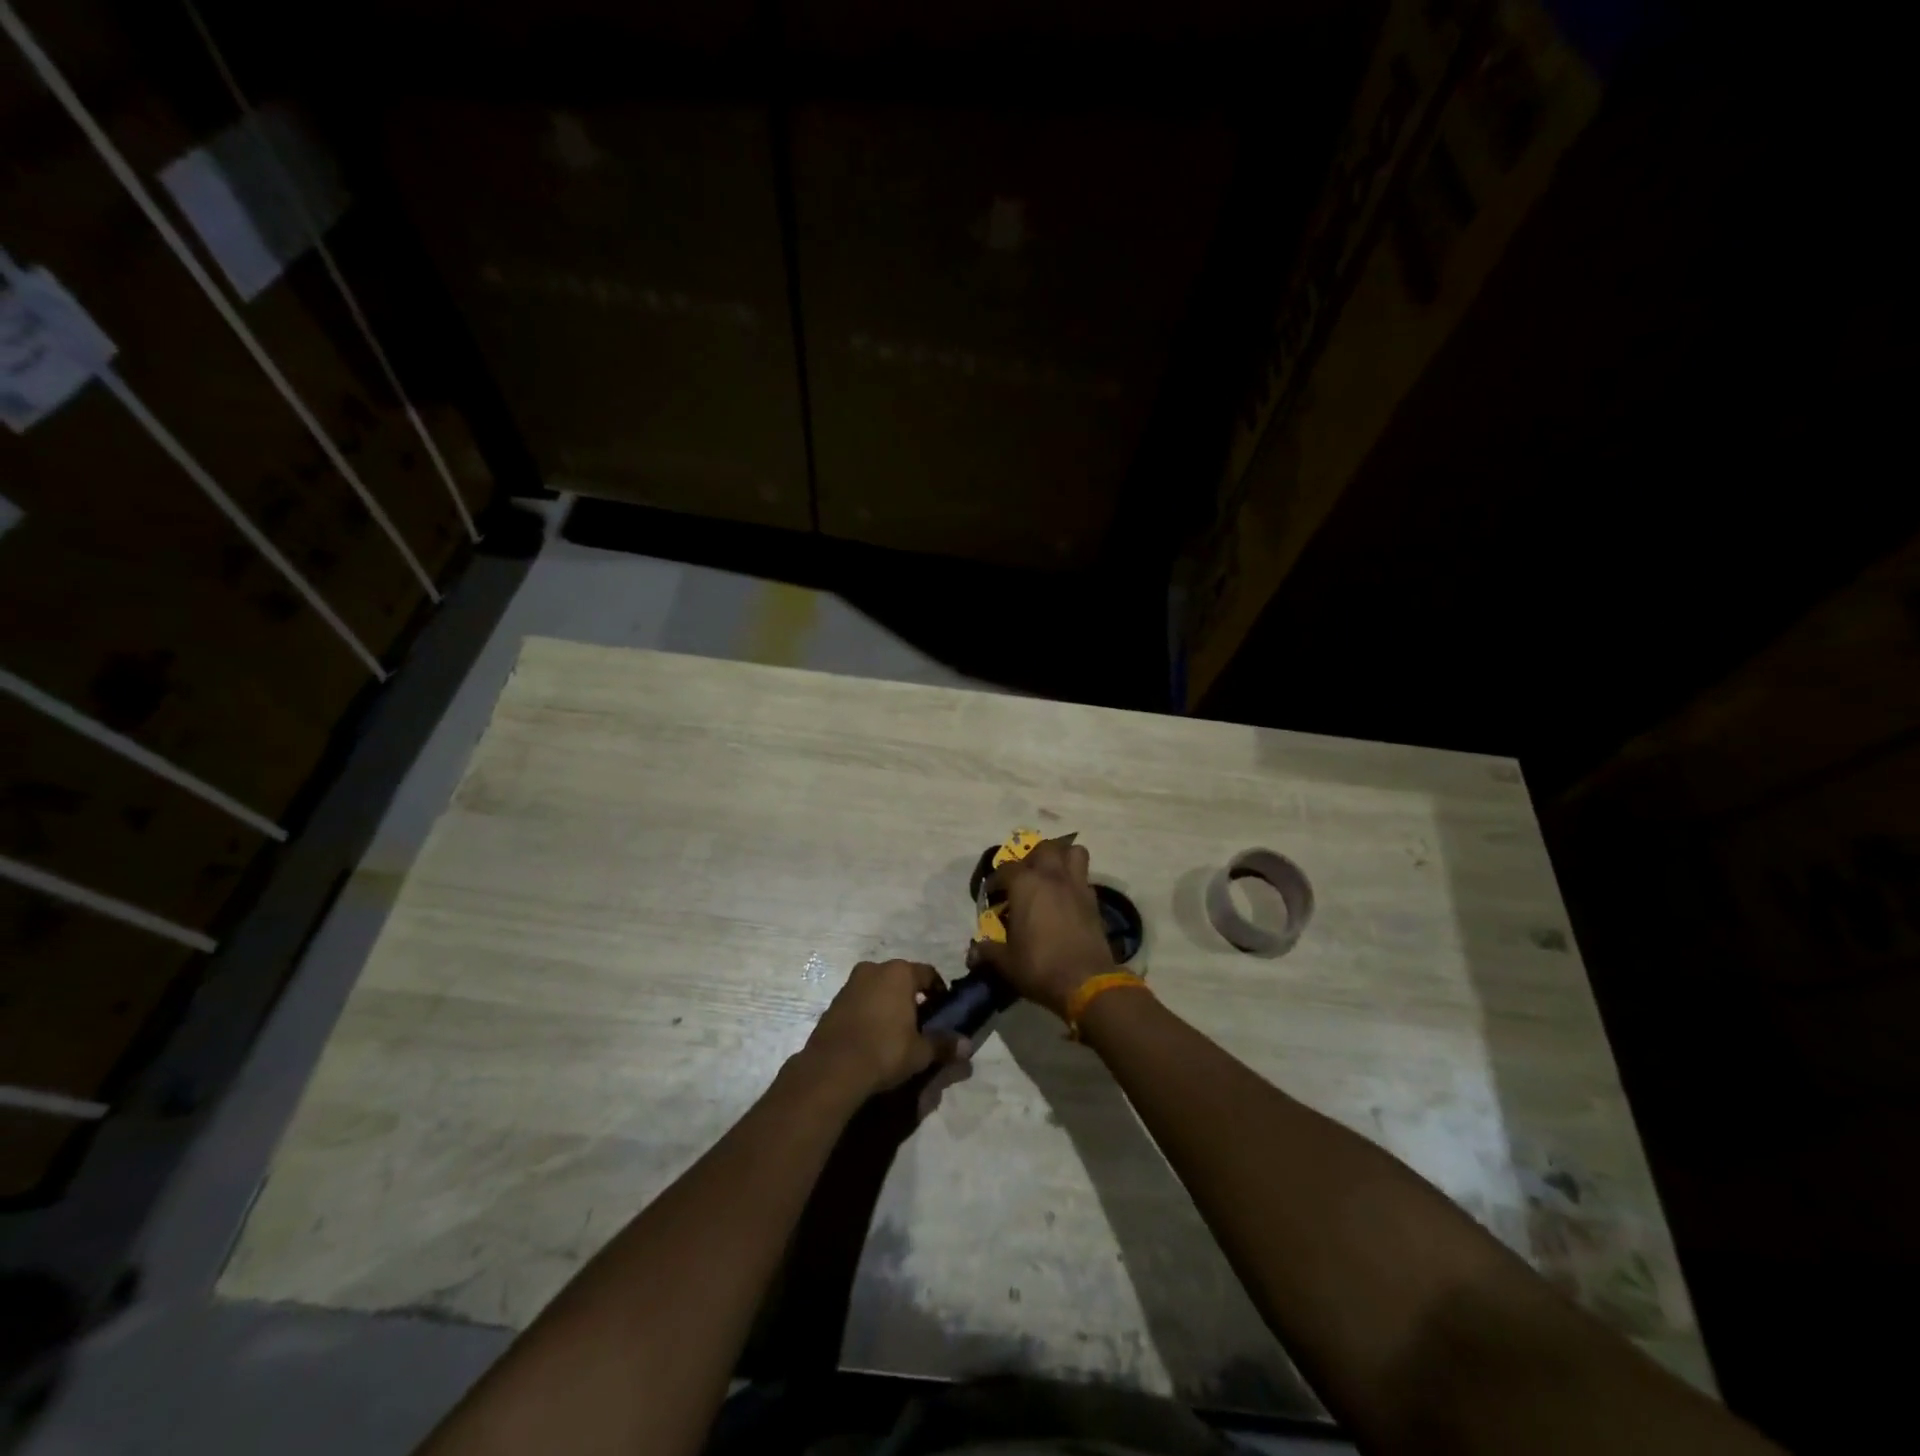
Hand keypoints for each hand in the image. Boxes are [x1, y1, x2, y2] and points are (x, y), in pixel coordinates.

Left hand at [803, 959, 967, 1101]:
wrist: (832, 1068)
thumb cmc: (885, 1050)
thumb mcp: (920, 1052)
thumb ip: (944, 1044)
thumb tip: (967, 1046)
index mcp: (899, 972)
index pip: (928, 973)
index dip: (939, 991)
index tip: (943, 1010)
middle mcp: (874, 969)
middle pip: (901, 978)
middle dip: (912, 996)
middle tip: (920, 1022)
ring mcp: (850, 984)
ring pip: (878, 988)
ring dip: (888, 1003)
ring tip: (895, 1031)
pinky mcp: (834, 1002)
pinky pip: (860, 1001)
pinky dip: (869, 1012)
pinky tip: (872, 1037)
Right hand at [966, 837, 1115, 1019]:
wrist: (1086, 981)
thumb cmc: (1040, 966)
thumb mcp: (1006, 962)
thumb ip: (989, 951)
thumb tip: (974, 952)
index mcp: (1025, 885)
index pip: (1006, 869)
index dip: (996, 880)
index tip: (992, 895)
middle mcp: (1052, 876)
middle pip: (1044, 848)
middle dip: (1032, 858)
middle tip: (1024, 878)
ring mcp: (1076, 885)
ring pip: (1073, 852)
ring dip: (1061, 858)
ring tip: (1051, 875)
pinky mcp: (1094, 900)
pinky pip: (1084, 877)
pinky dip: (1075, 880)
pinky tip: (1067, 898)